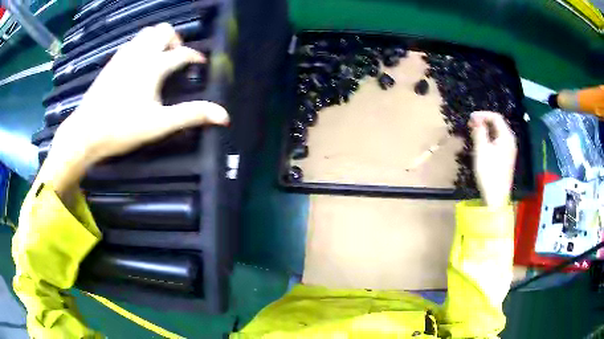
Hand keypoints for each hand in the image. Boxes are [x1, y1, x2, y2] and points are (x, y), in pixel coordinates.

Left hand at [39, 23, 228, 199]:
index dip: (195, 57)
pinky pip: (131, 43)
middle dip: (174, 39)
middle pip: (163, 30)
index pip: (182, 54)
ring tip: (159, 58)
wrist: (86, 133)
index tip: (200, 64)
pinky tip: (138, 64)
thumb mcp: (159, 125)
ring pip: (145, 33)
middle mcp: (139, 54)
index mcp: (153, 66)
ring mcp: (123, 56)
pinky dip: (141, 46)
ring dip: (157, 40)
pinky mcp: (111, 63)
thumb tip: (224, 116)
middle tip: (176, 57)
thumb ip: (191, 115)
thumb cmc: (122, 129)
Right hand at [469, 111, 516, 208]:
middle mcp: (510, 141)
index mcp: (506, 137)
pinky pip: (499, 141)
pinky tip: (482, 144)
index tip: (470, 118)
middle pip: (498, 124)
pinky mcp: (507, 158)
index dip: (483, 114)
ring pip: (498, 133)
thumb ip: (479, 131)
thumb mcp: (481, 150)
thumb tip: (475, 118)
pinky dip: (490, 138)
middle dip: (484, 121)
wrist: (496, 197)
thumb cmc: (489, 172)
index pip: (496, 117)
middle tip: (471, 124)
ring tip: (474, 133)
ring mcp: (510, 150)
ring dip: (486, 130)